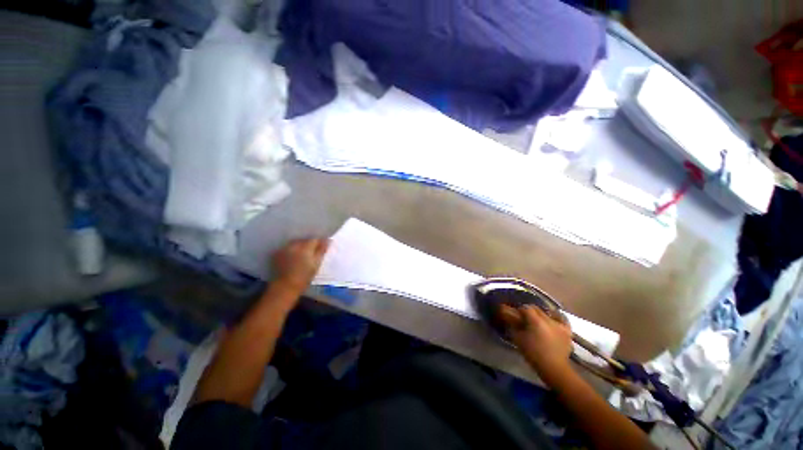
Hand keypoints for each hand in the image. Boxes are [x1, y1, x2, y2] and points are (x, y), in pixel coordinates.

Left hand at [271, 238, 329, 293]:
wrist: (285, 287)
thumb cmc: (304, 277)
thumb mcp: (316, 264)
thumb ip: (321, 250)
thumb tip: (328, 240)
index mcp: (305, 247)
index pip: (314, 239)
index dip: (319, 242)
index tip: (322, 247)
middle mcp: (294, 245)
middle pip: (304, 240)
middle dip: (309, 244)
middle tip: (313, 252)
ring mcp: (284, 248)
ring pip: (295, 243)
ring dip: (300, 246)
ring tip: (303, 254)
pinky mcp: (277, 253)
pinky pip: (287, 247)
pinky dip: (291, 250)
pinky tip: (293, 257)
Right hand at [500, 305, 573, 384]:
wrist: (553, 368)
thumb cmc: (533, 354)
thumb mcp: (518, 339)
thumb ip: (513, 326)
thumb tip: (511, 319)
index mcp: (535, 321)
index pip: (526, 308)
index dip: (520, 310)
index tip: (516, 315)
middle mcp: (548, 319)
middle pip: (536, 309)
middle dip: (530, 312)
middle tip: (525, 318)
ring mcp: (559, 324)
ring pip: (547, 313)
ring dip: (541, 315)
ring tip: (538, 322)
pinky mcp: (567, 331)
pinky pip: (562, 319)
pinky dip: (556, 317)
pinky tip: (552, 319)